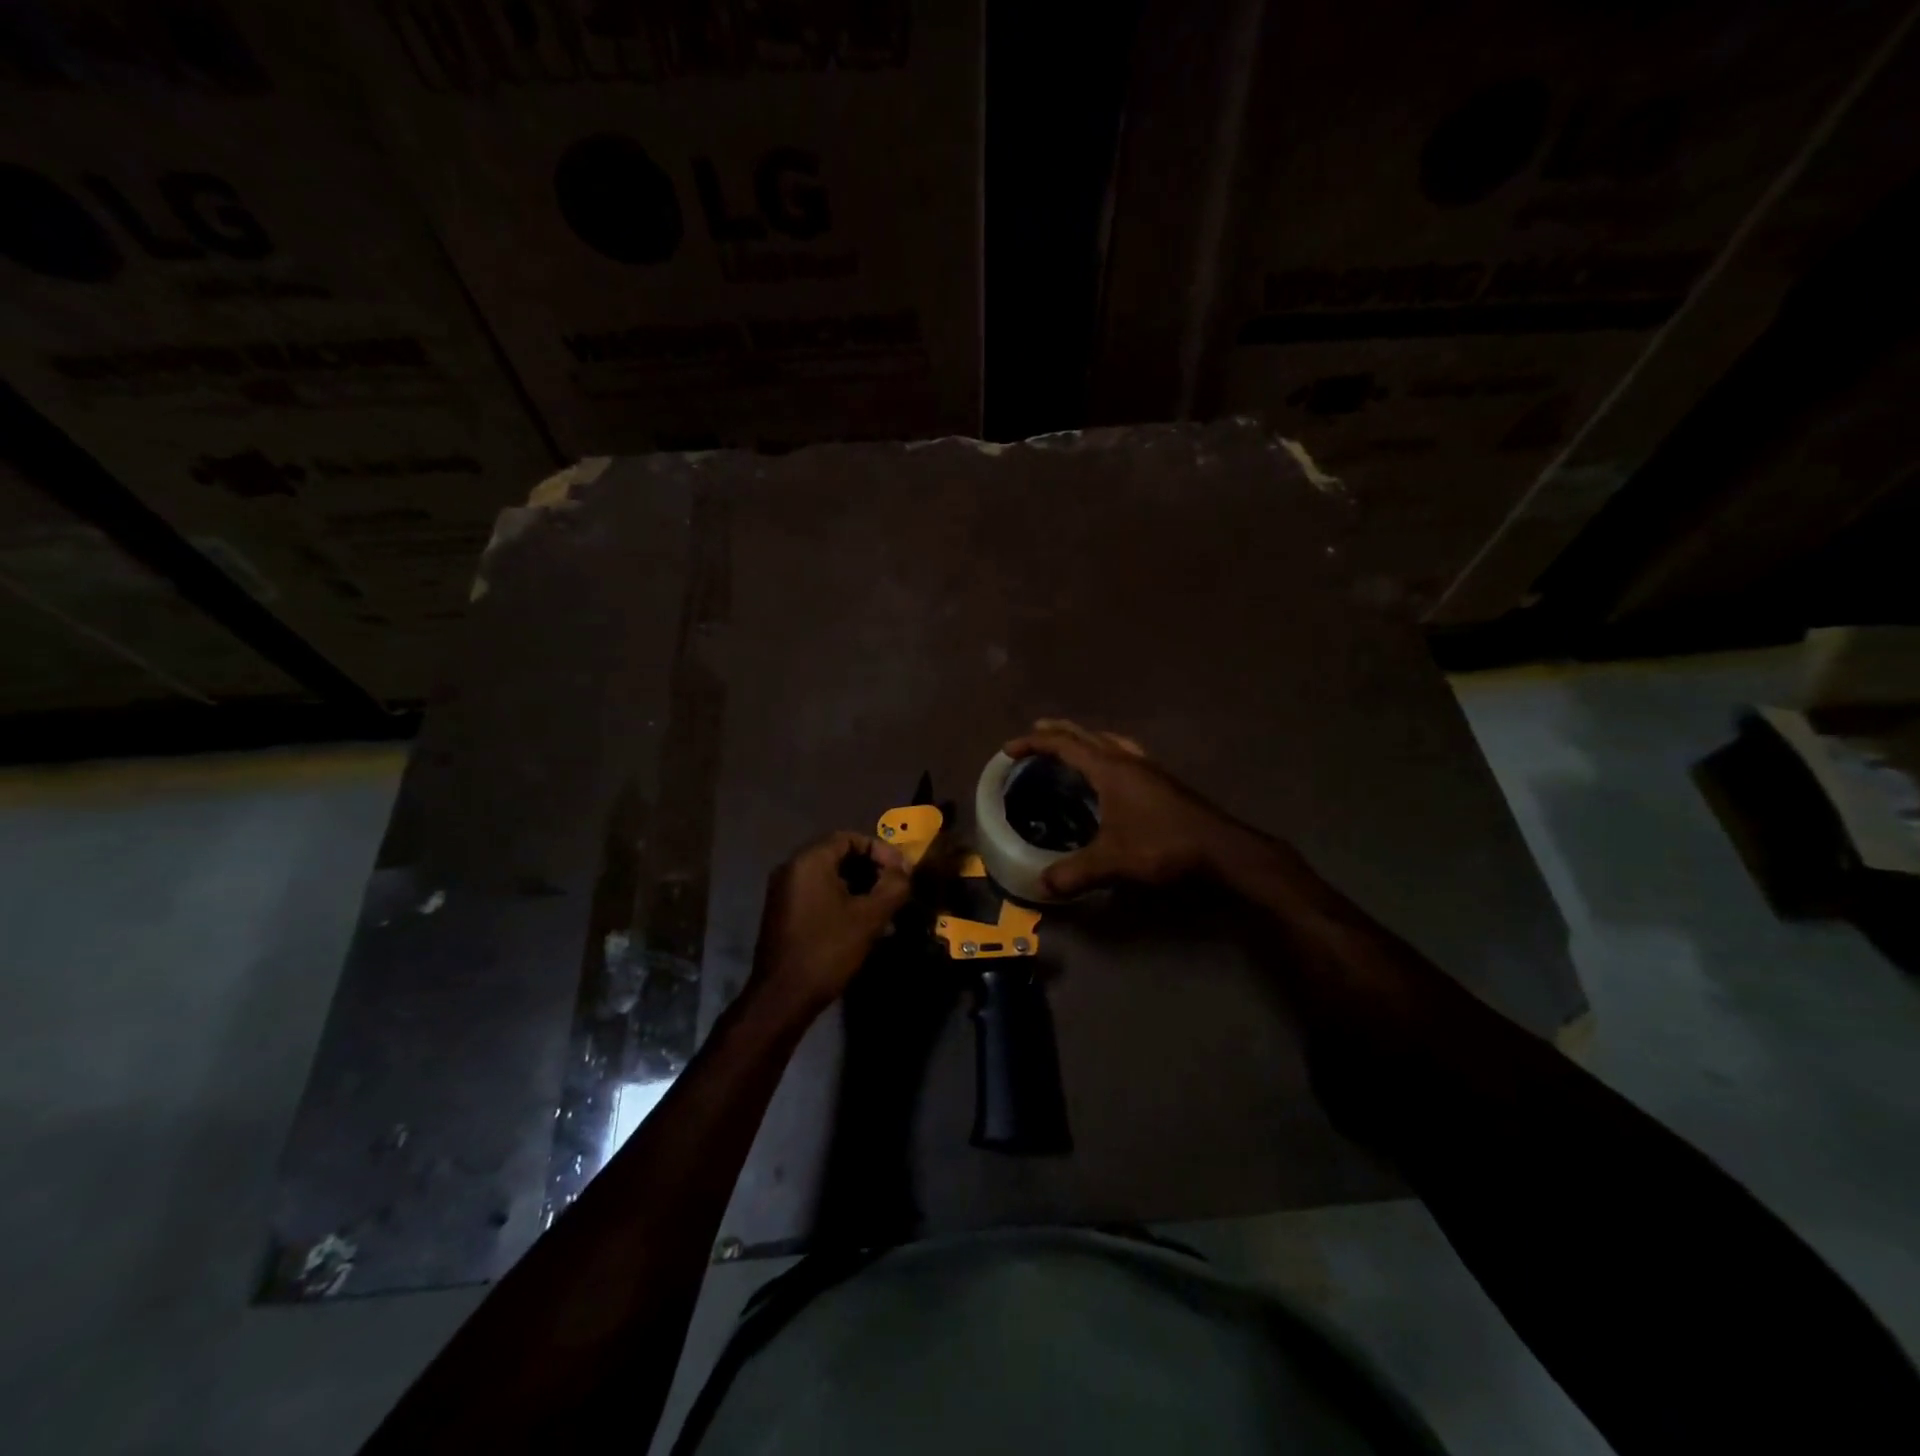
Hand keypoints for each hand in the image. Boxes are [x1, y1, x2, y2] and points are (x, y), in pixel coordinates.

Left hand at [751, 831, 911, 1016]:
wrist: (783, 996)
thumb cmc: (828, 949)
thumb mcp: (870, 917)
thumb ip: (893, 887)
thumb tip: (904, 871)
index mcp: (809, 861)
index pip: (850, 838)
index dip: (880, 850)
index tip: (901, 871)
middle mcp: (792, 868)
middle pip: (839, 855)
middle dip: (871, 868)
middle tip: (895, 887)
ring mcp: (783, 891)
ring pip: (829, 876)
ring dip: (859, 885)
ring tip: (884, 907)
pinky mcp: (782, 913)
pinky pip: (817, 893)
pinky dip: (841, 899)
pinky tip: (861, 922)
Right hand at [1004, 720, 1242, 896]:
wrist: (1222, 850)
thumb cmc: (1163, 846)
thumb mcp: (1113, 862)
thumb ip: (1074, 872)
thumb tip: (1041, 885)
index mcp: (1110, 769)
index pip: (1065, 745)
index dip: (1035, 743)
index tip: (1010, 749)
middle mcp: (1128, 760)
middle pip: (1087, 734)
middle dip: (1058, 731)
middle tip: (1036, 732)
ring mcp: (1149, 769)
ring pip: (1110, 741)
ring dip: (1086, 739)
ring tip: (1072, 746)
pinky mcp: (1162, 782)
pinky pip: (1125, 754)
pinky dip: (1107, 753)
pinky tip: (1111, 773)